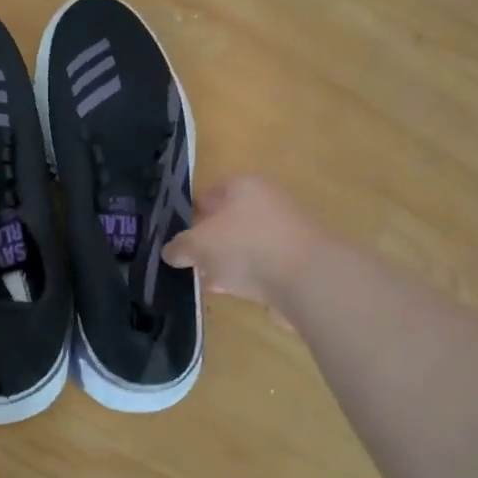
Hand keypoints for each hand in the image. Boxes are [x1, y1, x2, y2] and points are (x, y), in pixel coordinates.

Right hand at [162, 175, 324, 308]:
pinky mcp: (296, 259)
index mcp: (242, 186)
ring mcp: (284, 230)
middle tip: (188, 261)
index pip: (208, 195)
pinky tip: (229, 291)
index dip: (189, 214)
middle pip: (227, 220)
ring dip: (225, 261)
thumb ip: (179, 247)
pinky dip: (245, 275)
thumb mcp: (197, 246)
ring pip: (244, 244)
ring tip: (204, 280)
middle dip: (208, 241)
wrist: (306, 279)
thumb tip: (171, 252)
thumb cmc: (244, 247)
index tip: (175, 237)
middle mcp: (266, 201)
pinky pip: (261, 265)